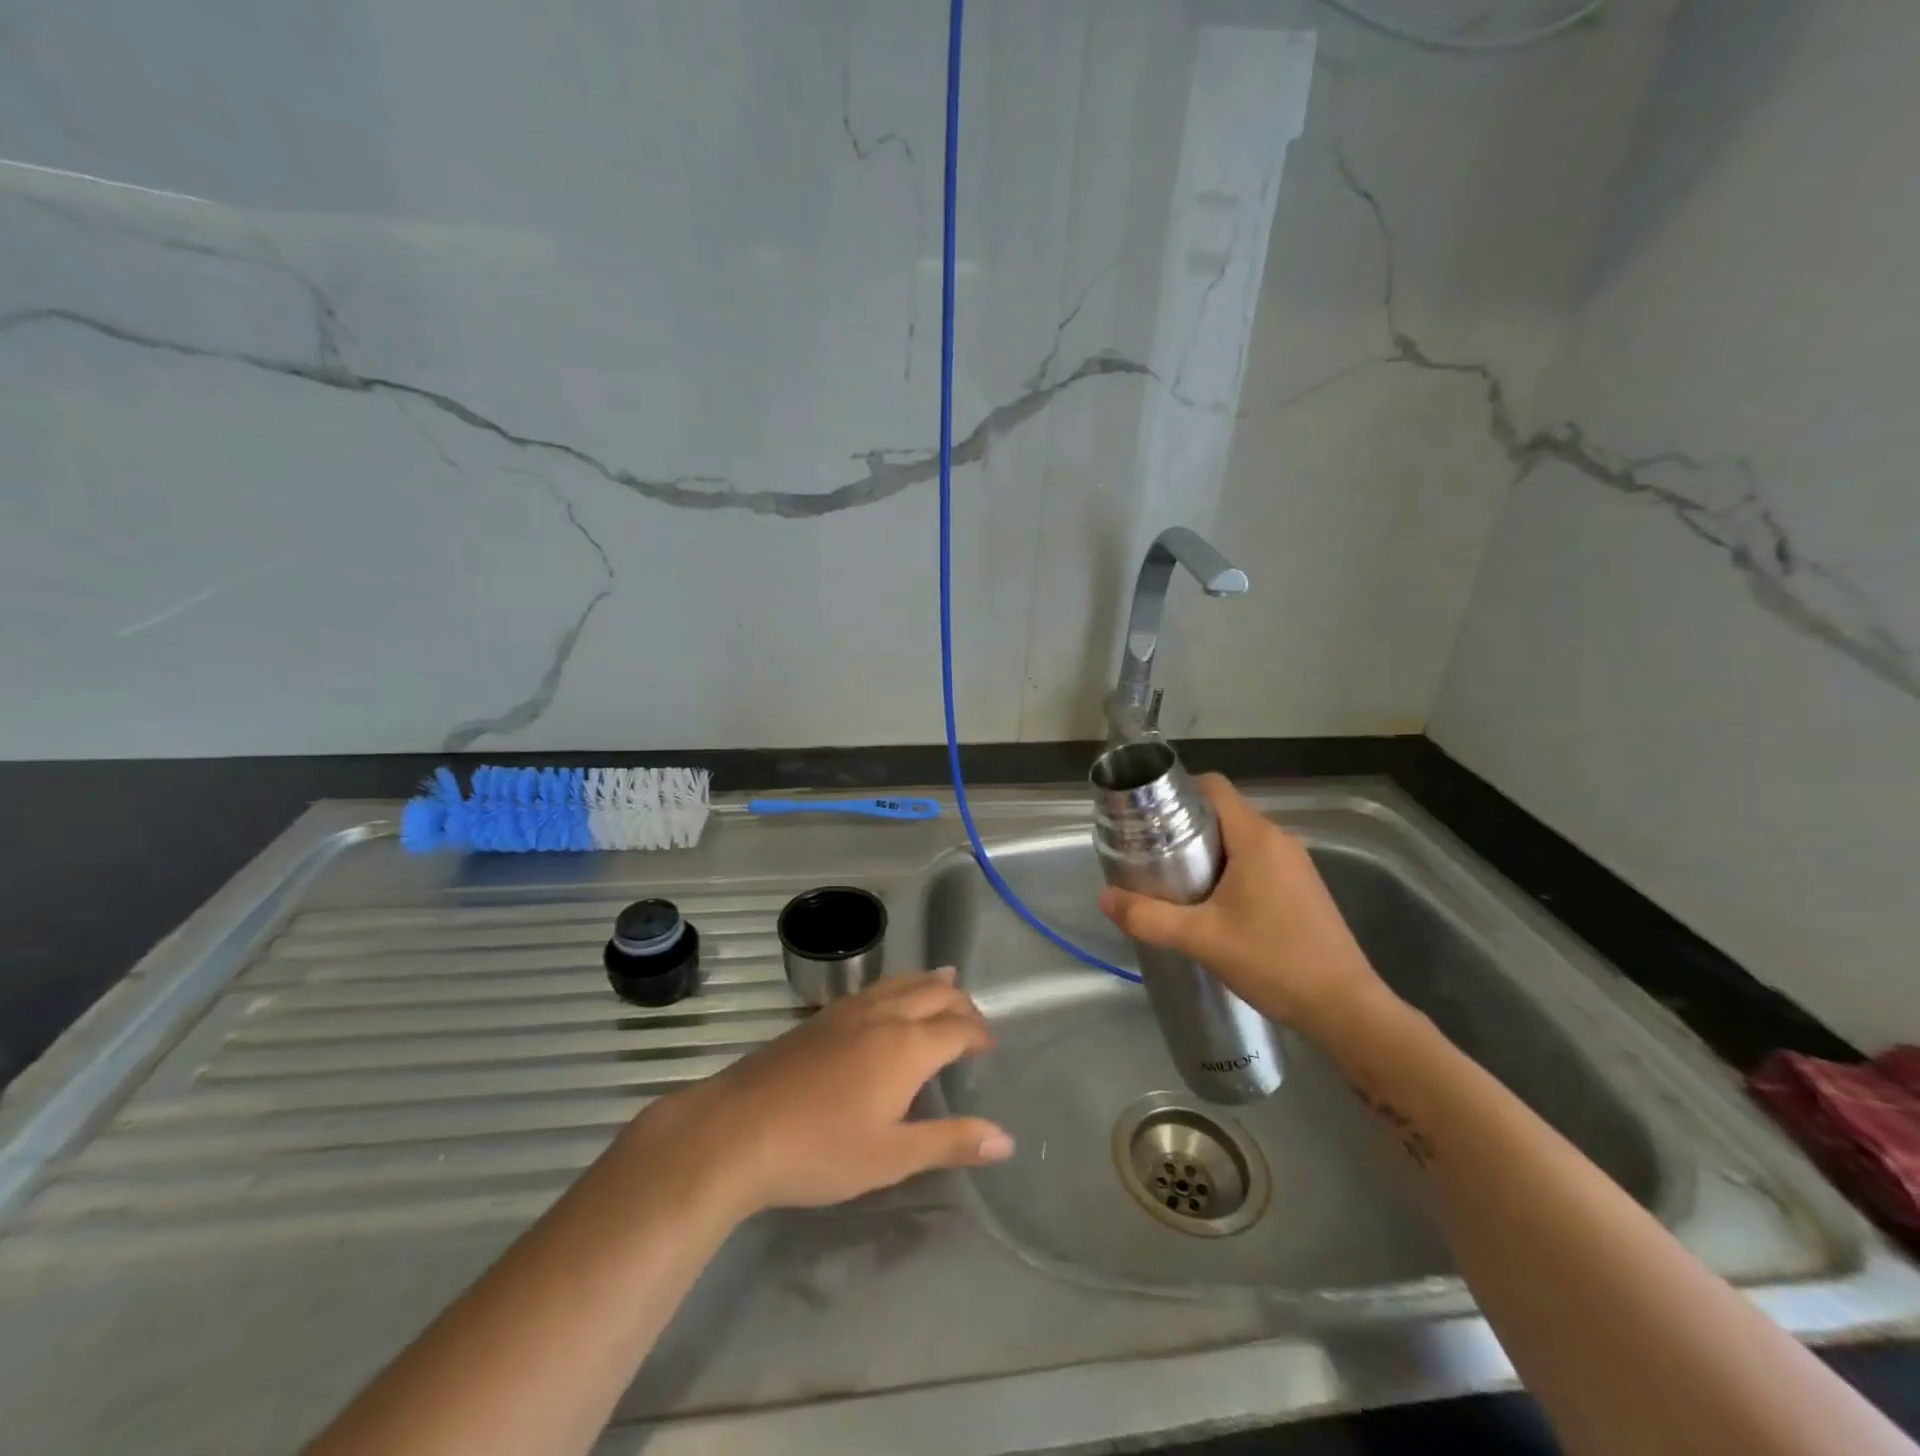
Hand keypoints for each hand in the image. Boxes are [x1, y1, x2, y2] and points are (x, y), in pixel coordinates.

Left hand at [629, 969, 1012, 1218]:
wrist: (737, 1129)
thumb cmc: (821, 1149)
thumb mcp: (892, 1157)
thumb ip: (950, 1142)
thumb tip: (1006, 1140)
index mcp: (908, 1045)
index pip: (958, 1027)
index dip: (979, 1033)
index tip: (990, 1047)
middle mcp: (884, 1014)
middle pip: (934, 992)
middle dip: (961, 1002)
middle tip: (974, 1022)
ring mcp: (849, 1010)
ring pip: (902, 981)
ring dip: (930, 983)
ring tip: (945, 984)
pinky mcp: (822, 1016)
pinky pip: (876, 987)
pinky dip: (899, 985)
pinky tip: (889, 1001)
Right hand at [1098, 773, 1390, 1042]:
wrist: (1345, 1007)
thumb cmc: (1273, 960)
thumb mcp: (1201, 939)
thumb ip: (1148, 917)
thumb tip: (1104, 898)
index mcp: (1256, 837)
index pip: (1214, 787)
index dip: (1178, 791)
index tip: (1148, 814)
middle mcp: (1279, 840)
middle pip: (1223, 812)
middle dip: (1185, 826)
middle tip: (1151, 852)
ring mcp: (1296, 864)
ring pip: (1240, 839)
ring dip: (1207, 851)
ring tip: (1174, 879)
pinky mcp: (1302, 888)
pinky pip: (1257, 861)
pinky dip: (1230, 869)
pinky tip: (1212, 904)